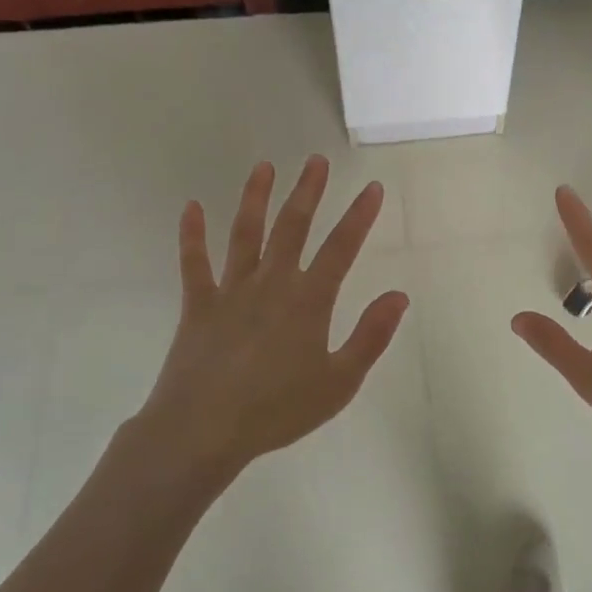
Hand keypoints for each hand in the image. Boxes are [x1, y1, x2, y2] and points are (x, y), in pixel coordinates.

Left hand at [129, 156, 408, 480]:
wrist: (203, 430)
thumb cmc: (278, 410)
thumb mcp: (339, 382)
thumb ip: (370, 336)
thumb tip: (399, 295)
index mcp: (308, 300)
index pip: (341, 248)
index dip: (359, 216)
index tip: (372, 187)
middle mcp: (271, 283)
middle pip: (293, 227)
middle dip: (308, 191)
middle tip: (316, 161)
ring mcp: (231, 290)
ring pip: (245, 233)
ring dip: (255, 198)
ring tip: (264, 167)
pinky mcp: (197, 305)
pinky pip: (194, 263)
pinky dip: (192, 234)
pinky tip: (191, 207)